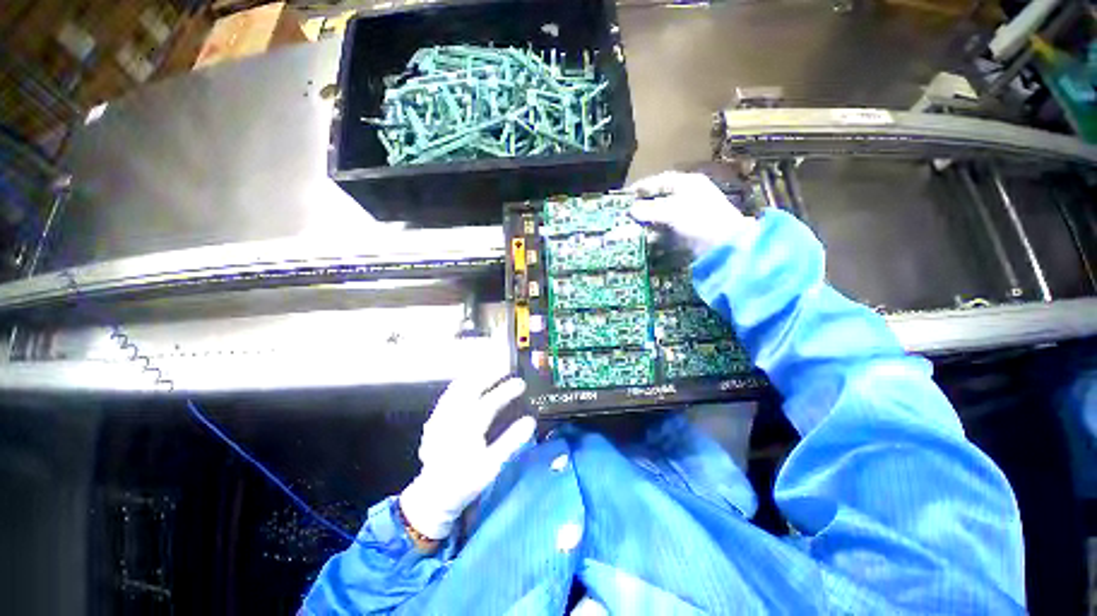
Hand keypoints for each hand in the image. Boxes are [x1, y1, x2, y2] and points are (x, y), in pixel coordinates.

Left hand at [399, 361, 534, 539]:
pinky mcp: (434, 422)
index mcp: (468, 427)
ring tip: (486, 370)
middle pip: (471, 387)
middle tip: (504, 368)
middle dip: (489, 374)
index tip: (520, 383)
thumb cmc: (464, 482)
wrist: (432, 497)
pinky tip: (464, 385)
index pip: (490, 402)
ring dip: (473, 376)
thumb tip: (530, 421)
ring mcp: (440, 418)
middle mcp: (452, 417)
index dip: (507, 390)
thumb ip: (511, 441)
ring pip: (456, 388)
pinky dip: (459, 386)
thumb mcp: (491, 466)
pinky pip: (447, 396)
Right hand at [628, 171, 757, 256]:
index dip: (643, 187)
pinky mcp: (687, 231)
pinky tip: (645, 237)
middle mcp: (689, 196)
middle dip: (643, 206)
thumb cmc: (700, 220)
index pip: (661, 181)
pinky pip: (666, 229)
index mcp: (688, 184)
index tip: (626, 195)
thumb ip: (650, 210)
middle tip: (627, 212)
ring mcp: (689, 215)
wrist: (724, 245)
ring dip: (648, 221)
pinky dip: (655, 232)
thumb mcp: (672, 211)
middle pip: (660, 198)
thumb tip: (631, 210)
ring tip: (631, 226)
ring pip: (662, 215)